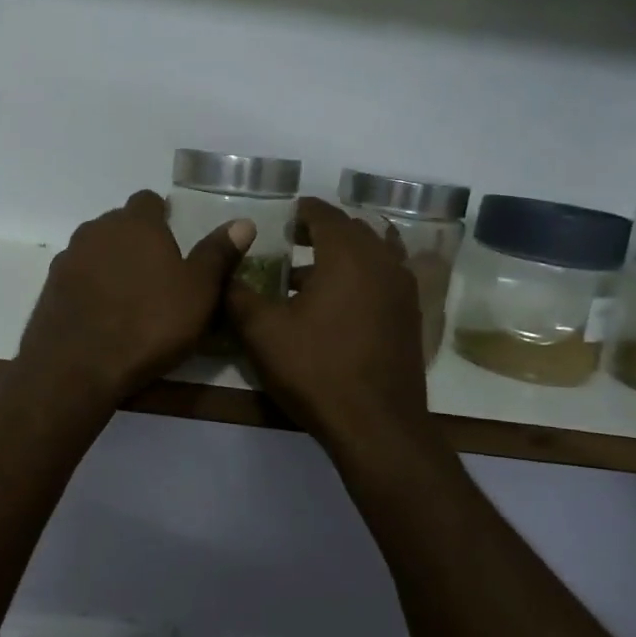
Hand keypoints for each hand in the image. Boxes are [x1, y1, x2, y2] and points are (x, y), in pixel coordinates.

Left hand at [15, 191, 253, 400]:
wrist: (76, 366)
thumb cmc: (148, 324)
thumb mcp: (198, 292)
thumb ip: (218, 254)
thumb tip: (243, 223)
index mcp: (136, 223)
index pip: (148, 201)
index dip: (162, 215)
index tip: (174, 238)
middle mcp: (97, 230)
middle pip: (120, 224)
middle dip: (137, 240)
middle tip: (159, 272)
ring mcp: (68, 258)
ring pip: (96, 249)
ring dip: (112, 263)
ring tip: (131, 296)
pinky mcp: (50, 287)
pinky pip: (78, 277)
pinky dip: (91, 287)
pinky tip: (103, 314)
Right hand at [226, 197, 429, 449]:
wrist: (376, 425)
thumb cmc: (316, 369)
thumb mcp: (262, 331)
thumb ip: (238, 294)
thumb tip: (225, 271)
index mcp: (347, 255)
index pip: (325, 214)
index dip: (301, 211)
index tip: (281, 216)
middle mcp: (382, 262)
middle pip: (353, 230)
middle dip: (322, 230)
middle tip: (291, 240)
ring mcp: (403, 291)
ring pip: (373, 254)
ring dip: (344, 255)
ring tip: (309, 274)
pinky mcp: (410, 318)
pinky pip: (385, 279)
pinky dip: (362, 277)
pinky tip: (336, 304)